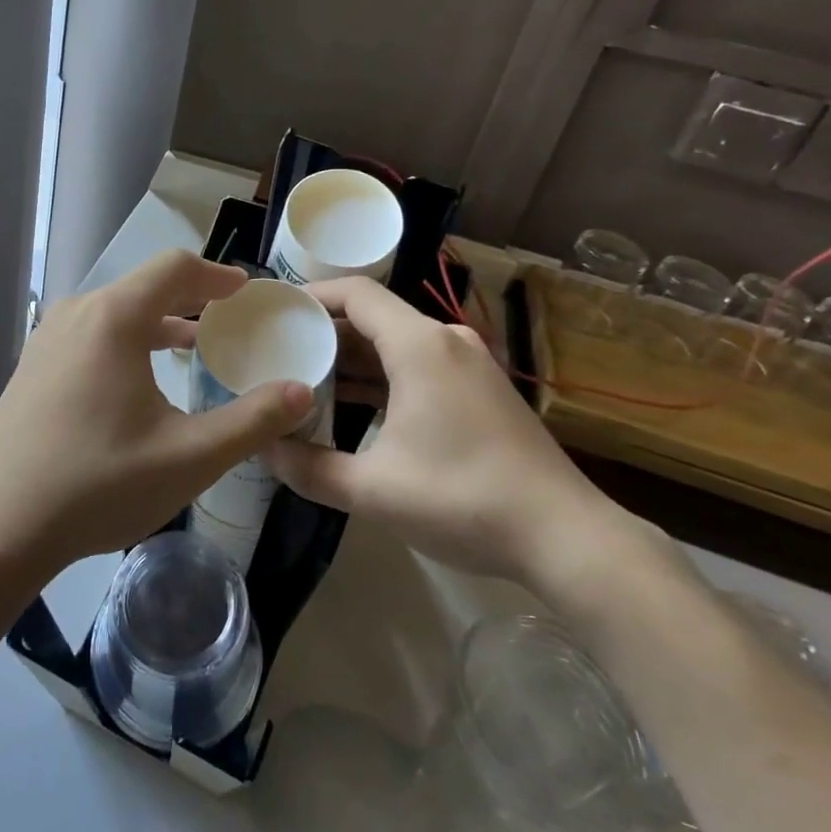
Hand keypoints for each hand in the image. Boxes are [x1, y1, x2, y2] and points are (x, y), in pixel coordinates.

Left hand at [0, 250, 314, 575]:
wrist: (1, 526)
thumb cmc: (100, 485)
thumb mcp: (190, 457)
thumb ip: (253, 420)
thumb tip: (302, 392)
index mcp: (113, 318)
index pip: (174, 268)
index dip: (216, 275)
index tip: (246, 291)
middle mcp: (77, 314)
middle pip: (144, 286)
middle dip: (191, 298)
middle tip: (229, 321)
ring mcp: (48, 338)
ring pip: (116, 311)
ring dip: (158, 321)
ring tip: (193, 346)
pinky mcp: (34, 365)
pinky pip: (92, 333)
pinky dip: (127, 339)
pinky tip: (141, 379)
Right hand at [266, 277, 627, 585]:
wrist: (566, 538)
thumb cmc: (463, 499)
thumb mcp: (373, 490)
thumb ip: (309, 468)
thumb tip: (264, 449)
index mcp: (419, 346)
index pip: (354, 293)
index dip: (310, 296)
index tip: (273, 313)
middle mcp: (446, 342)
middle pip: (373, 318)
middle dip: (324, 333)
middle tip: (278, 353)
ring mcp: (469, 366)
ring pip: (396, 344)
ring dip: (352, 359)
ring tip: (305, 380)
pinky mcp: (481, 392)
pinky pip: (419, 366)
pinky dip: (382, 377)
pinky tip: (354, 408)